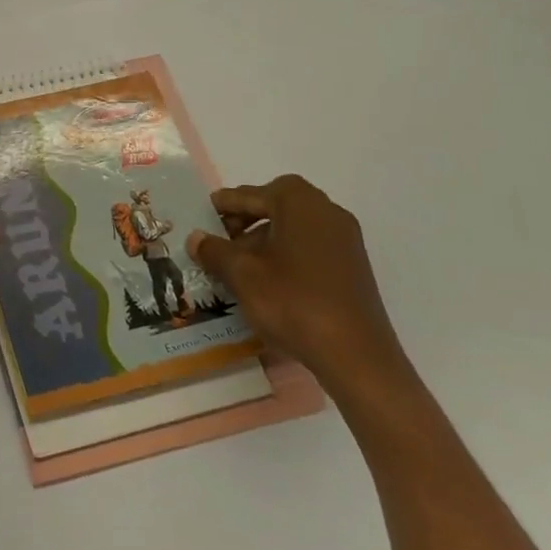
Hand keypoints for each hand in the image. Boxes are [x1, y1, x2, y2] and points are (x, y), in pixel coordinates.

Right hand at [187, 175, 408, 400]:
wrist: (356, 356)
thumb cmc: (293, 301)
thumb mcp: (242, 274)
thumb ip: (214, 250)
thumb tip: (195, 238)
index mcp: (300, 204)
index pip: (253, 193)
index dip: (225, 204)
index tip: (204, 215)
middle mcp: (327, 213)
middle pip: (277, 205)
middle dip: (246, 219)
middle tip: (221, 238)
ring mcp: (345, 241)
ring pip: (295, 227)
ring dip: (265, 238)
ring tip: (240, 264)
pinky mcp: (353, 268)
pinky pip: (311, 246)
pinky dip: (286, 253)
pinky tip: (268, 280)